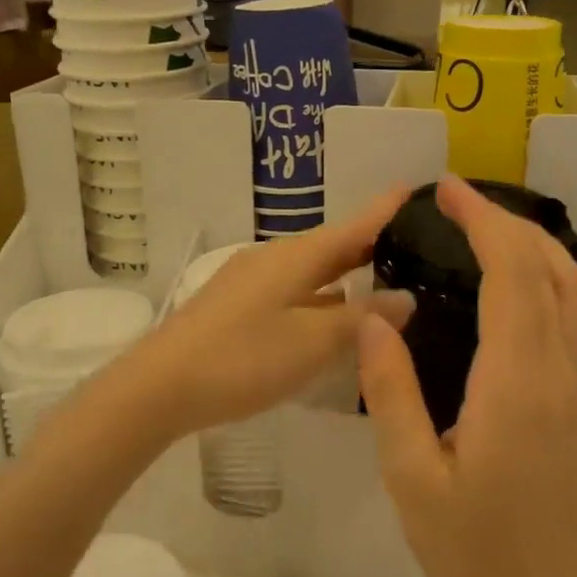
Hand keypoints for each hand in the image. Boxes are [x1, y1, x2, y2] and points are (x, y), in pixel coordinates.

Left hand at [117, 189, 413, 441]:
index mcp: (295, 257)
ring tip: (382, 279)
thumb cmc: (243, 359)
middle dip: (370, 243)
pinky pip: (292, 291)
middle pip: (332, 246)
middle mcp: (273, 259)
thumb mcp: (312, 342)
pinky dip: (320, 297)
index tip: (416, 190)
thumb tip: (406, 298)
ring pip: (310, 271)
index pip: (353, 226)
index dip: (385, 210)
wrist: (160, 387)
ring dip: (345, 273)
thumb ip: (361, 319)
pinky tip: (331, 316)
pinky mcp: (235, 306)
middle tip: (414, 243)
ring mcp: (249, 282)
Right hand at [357, 175, 576, 576]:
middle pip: (550, 266)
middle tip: (454, 202)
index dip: (482, 222)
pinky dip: (542, 275)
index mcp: (513, 380)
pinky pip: (568, 313)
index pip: (510, 273)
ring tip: (479, 229)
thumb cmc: (476, 550)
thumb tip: (374, 319)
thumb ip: (393, 391)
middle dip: (507, 220)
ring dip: (531, 243)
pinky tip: (505, 283)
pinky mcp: (570, 398)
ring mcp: (570, 382)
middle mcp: (553, 368)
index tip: (444, 192)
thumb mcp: (412, 476)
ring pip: (570, 286)